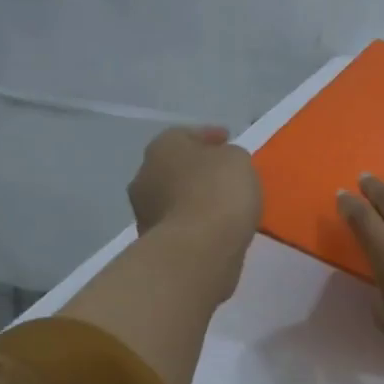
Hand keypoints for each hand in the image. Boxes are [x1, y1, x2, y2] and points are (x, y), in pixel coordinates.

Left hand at [128, 126, 261, 291]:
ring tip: (223, 205)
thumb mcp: (238, 160)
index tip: (229, 141)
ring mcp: (145, 212)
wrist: (199, 249)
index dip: (209, 136)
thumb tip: (222, 165)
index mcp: (163, 147)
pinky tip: (216, 228)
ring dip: (194, 199)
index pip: (186, 134)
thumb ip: (229, 157)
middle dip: (197, 170)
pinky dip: (195, 224)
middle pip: (175, 167)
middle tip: (223, 174)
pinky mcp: (154, 243)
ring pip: (175, 198)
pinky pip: (180, 225)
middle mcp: (145, 175)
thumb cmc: (219, 192)